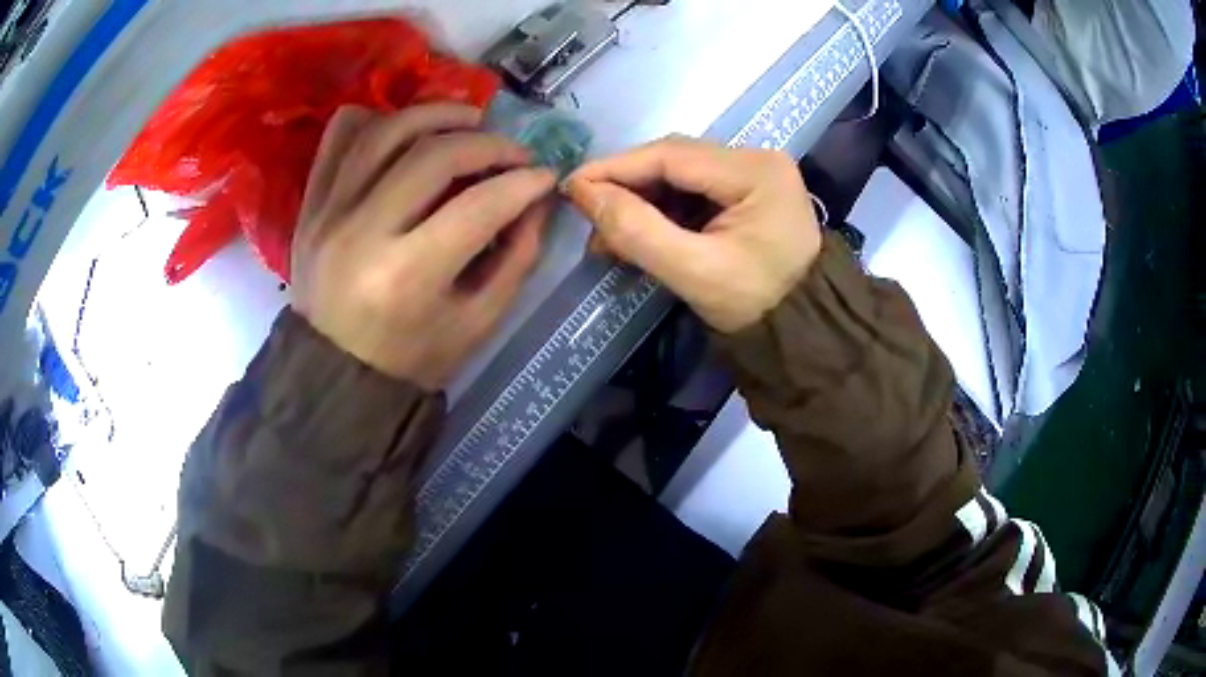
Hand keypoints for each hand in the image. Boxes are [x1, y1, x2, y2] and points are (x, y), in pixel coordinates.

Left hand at [292, 104, 555, 390]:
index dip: (522, 183)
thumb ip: (516, 257)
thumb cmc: (411, 359)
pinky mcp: (311, 204)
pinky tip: (404, 127)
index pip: (477, 206)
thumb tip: (536, 197)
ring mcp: (328, 213)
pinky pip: (339, 136)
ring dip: (436, 113)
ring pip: (386, 130)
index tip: (544, 176)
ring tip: (469, 120)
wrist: (333, 374)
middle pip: (433, 155)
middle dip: (488, 144)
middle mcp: (360, 233)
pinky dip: (374, 118)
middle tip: (513, 153)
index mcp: (406, 277)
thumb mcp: (478, 323)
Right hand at [564, 136, 820, 333]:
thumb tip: (582, 193)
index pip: (670, 155)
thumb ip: (637, 231)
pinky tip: (639, 232)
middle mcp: (756, 159)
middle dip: (627, 187)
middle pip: (674, 160)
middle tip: (588, 219)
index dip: (615, 168)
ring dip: (641, 201)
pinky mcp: (747, 192)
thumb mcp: (695, 272)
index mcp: (755, 171)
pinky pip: (693, 190)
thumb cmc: (758, 306)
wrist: (803, 333)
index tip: (570, 188)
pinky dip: (662, 210)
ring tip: (609, 237)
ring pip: (679, 174)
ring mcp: (754, 174)